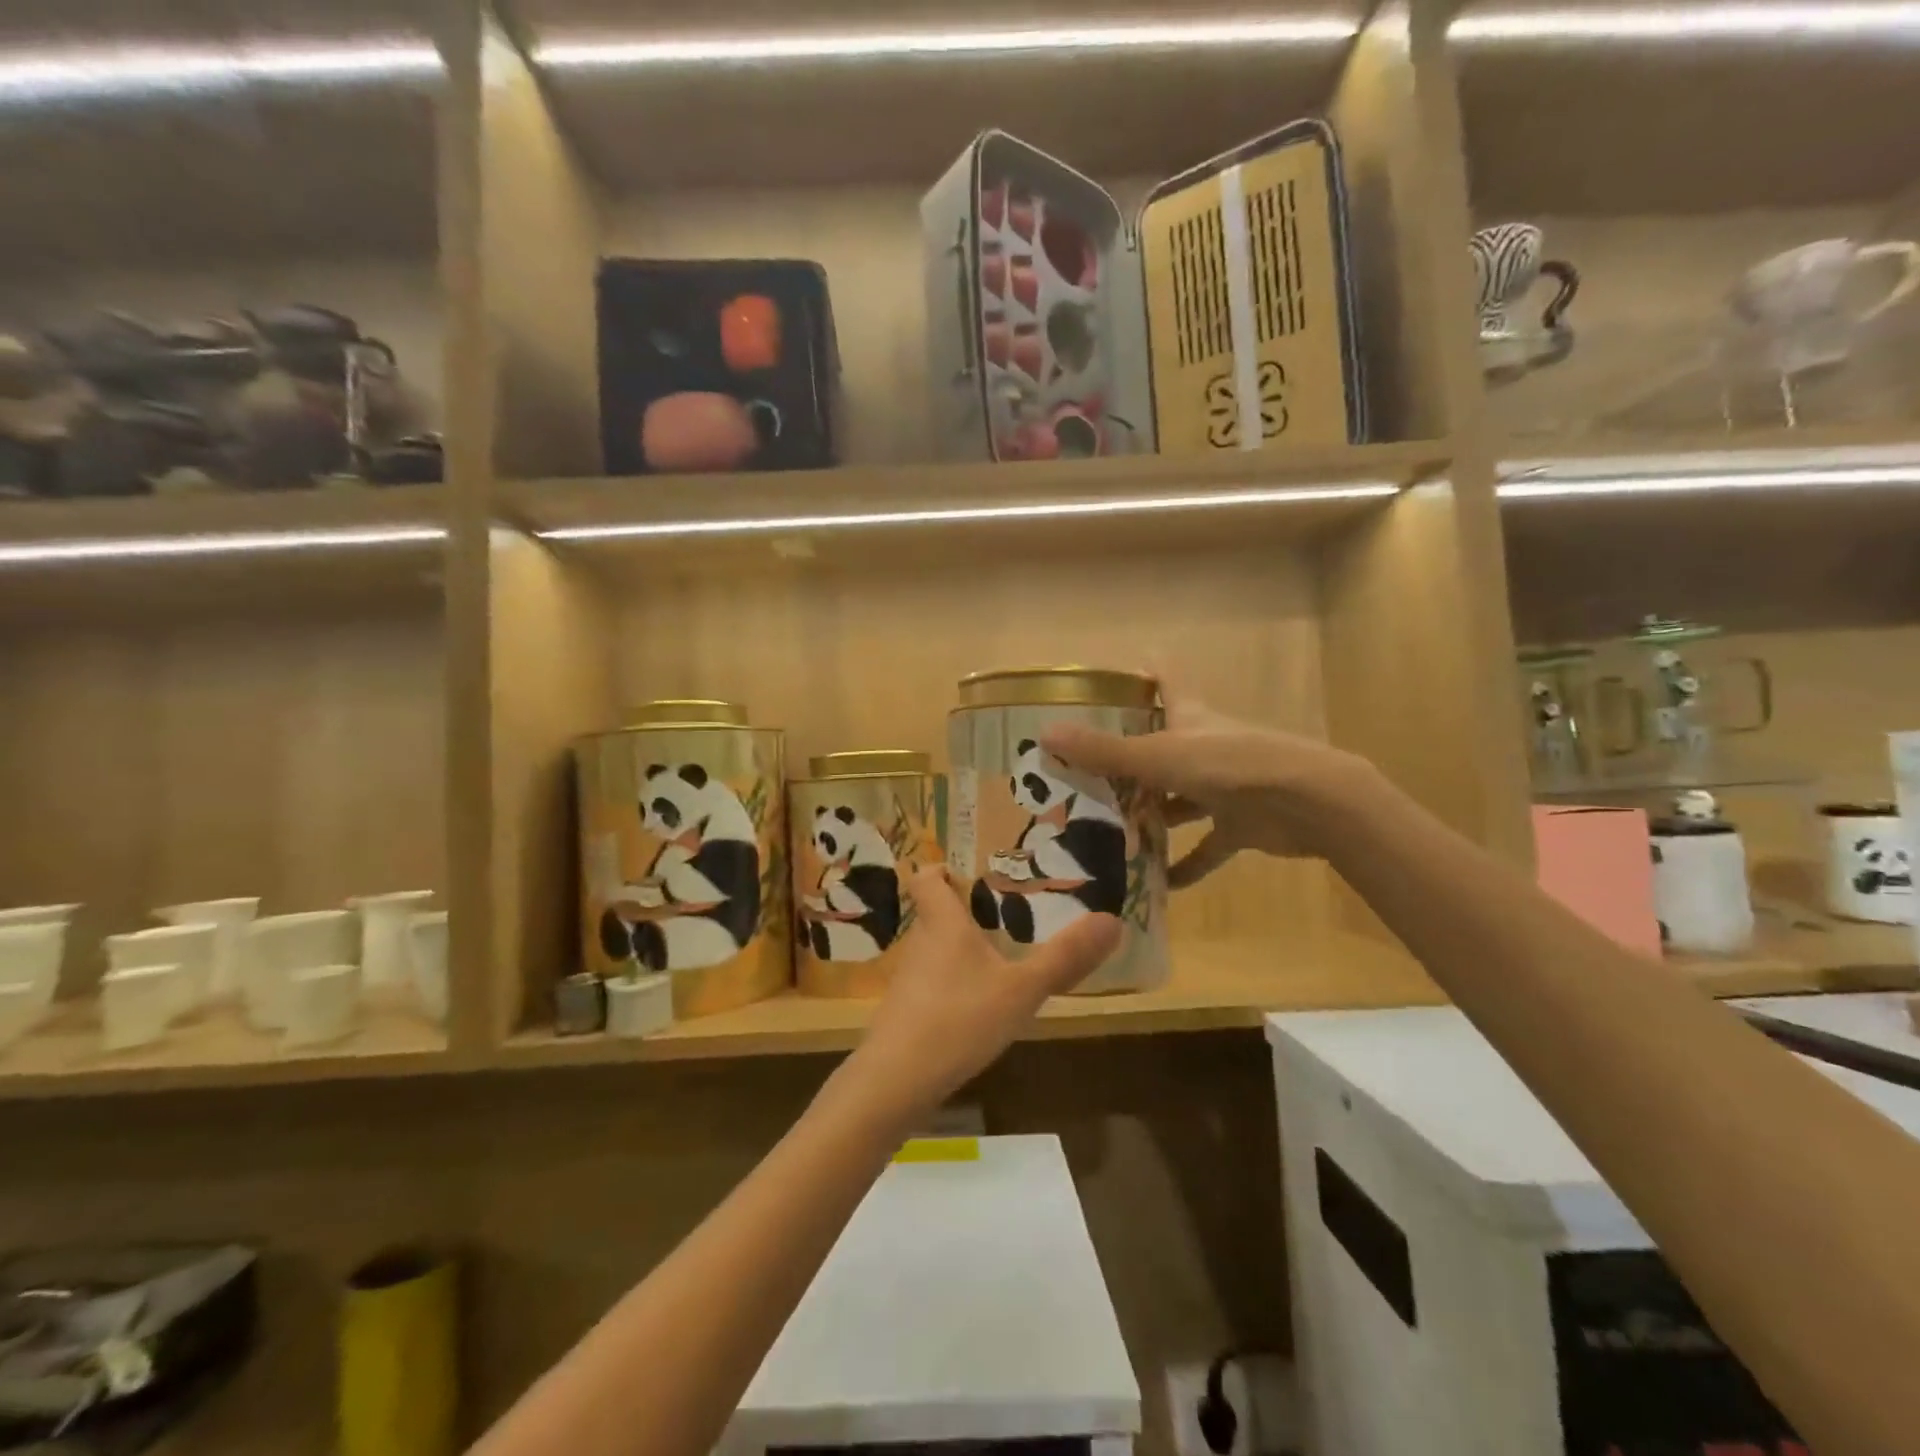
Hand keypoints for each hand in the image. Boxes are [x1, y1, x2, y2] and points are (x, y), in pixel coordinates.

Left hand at [843, 868, 1120, 1123]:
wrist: (896, 1082)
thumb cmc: (959, 1018)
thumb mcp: (1022, 989)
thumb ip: (1064, 957)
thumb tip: (1113, 920)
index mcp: (943, 922)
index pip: (926, 876)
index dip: (942, 869)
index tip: (969, 874)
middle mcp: (920, 942)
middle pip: (934, 913)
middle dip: (964, 912)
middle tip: (1004, 916)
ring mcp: (908, 979)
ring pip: (934, 950)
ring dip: (960, 950)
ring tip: (998, 961)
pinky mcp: (904, 1012)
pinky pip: (931, 983)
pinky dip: (952, 984)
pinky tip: (977, 1007)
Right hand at [1042, 680, 1372, 886]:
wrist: (1308, 803)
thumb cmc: (1229, 765)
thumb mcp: (1158, 757)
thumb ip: (1104, 751)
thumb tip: (1045, 734)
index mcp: (1188, 717)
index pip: (1165, 680)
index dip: (1143, 673)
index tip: (1111, 679)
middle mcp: (1204, 747)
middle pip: (1162, 746)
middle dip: (1127, 762)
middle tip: (1083, 779)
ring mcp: (1225, 786)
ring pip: (1179, 800)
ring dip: (1151, 817)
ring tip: (1107, 834)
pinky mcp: (1241, 824)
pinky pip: (1207, 846)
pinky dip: (1187, 865)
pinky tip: (1160, 884)